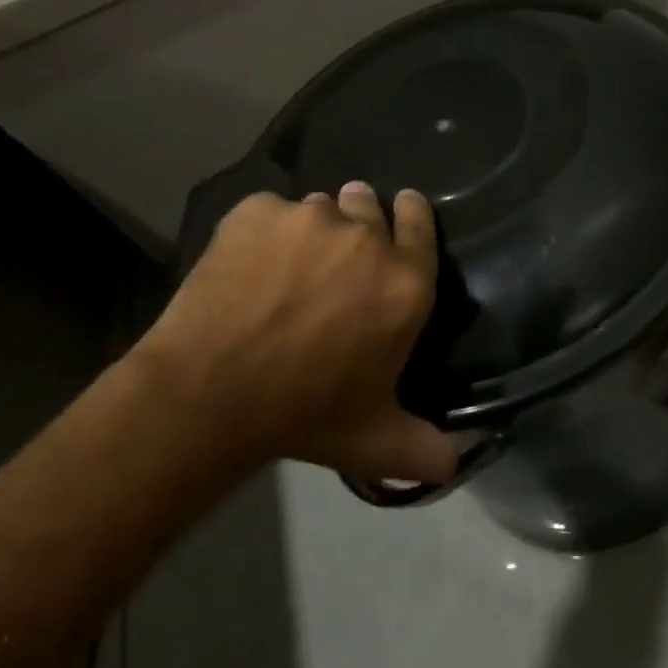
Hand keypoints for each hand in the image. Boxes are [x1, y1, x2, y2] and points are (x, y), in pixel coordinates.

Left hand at [134, 184, 458, 484]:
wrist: (209, 394)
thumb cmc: (304, 415)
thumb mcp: (375, 441)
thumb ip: (426, 449)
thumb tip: (457, 463)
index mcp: (405, 283)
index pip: (421, 222)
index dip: (411, 213)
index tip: (402, 211)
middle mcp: (365, 238)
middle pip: (368, 203)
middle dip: (358, 219)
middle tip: (334, 256)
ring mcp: (310, 218)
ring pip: (318, 208)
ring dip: (311, 230)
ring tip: (285, 267)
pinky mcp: (258, 211)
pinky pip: (268, 211)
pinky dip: (262, 231)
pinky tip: (245, 267)